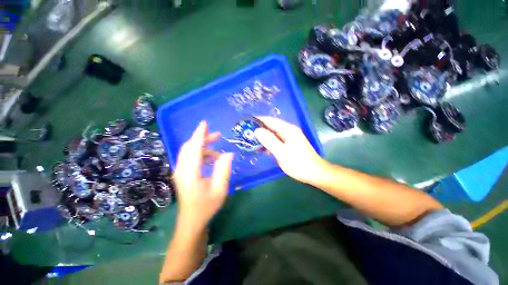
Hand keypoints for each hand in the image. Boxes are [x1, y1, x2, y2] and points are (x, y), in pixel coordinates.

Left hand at [173, 121, 233, 229]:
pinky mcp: (182, 173)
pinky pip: (190, 157)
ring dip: (203, 147)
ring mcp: (180, 171)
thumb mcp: (220, 189)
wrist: (192, 221)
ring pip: (189, 151)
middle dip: (203, 138)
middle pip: (189, 147)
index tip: (204, 123)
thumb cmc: (207, 206)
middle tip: (218, 135)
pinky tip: (212, 159)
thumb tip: (228, 153)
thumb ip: (224, 169)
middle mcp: (181, 170)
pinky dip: (201, 154)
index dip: (199, 135)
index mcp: (190, 173)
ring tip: (218, 151)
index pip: (194, 148)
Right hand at [254, 117, 325, 184]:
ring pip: (273, 134)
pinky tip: (262, 148)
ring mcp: (289, 138)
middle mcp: (289, 131)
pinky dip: (268, 143)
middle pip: (271, 126)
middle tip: (247, 133)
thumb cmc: (298, 163)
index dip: (259, 120)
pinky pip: (276, 141)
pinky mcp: (289, 145)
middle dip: (259, 128)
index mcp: (288, 129)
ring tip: (251, 140)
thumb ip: (269, 141)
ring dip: (263, 136)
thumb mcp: (281, 152)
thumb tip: (257, 131)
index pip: (271, 120)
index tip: (248, 122)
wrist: (314, 173)